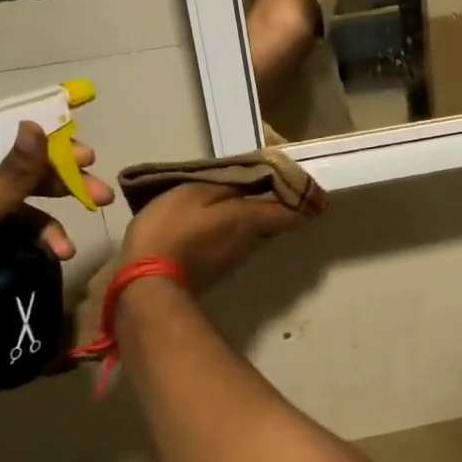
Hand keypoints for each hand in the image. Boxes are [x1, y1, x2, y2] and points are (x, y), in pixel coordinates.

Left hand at [0, 123, 115, 370]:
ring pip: (8, 208)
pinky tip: (43, 258)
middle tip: (98, 196)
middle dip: (58, 187)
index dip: (50, 145)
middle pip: (13, 173)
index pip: (7, 138)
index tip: (88, 157)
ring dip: (42, 224)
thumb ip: (11, 174)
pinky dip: (21, 242)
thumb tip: (36, 125)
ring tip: (67, 250)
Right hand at [118, 180, 322, 293]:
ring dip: (255, 215)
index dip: (306, 199)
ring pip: (255, 231)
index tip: (315, 190)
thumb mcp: (197, 193)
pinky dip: (235, 228)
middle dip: (277, 202)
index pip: (292, 211)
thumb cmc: (172, 229)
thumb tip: (262, 176)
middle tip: (271, 182)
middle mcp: (251, 241)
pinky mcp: (217, 269)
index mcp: (250, 219)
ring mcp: (234, 259)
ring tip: (240, 195)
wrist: (147, 284)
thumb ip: (231, 184)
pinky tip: (218, 219)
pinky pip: (236, 242)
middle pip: (274, 220)